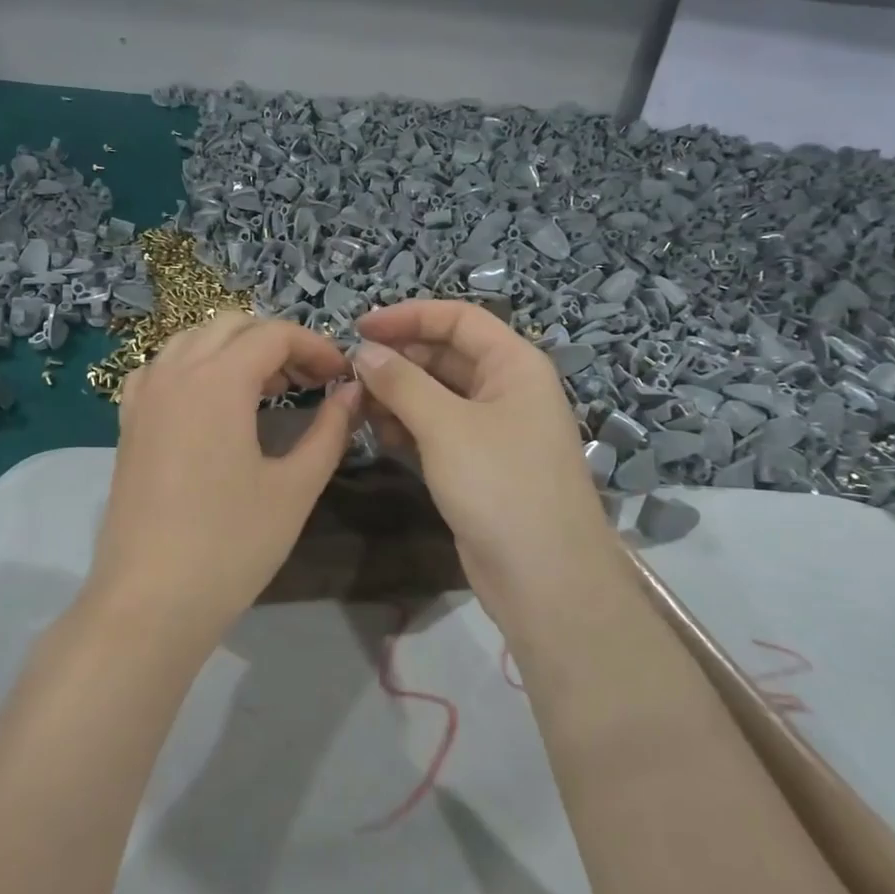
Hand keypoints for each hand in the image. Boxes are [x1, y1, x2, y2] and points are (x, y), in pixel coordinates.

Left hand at [85, 311, 360, 636]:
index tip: (341, 376)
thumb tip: (352, 392)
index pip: (273, 334)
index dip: (315, 346)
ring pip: (193, 340)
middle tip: (309, 381)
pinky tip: (212, 403)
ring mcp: (144, 396)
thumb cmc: (232, 544)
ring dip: (235, 350)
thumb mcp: (296, 487)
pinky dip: (194, 367)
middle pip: (231, 326)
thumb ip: (330, 430)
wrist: (150, 601)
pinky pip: (162, 369)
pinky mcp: (128, 423)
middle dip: (276, 342)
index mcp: (218, 380)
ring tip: (267, 390)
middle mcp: (175, 372)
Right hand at [353, 301, 626, 627]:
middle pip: (446, 356)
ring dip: (399, 395)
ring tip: (358, 406)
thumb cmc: (500, 485)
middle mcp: (507, 390)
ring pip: (438, 395)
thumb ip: (401, 383)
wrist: (544, 577)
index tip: (359, 327)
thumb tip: (364, 352)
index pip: (459, 320)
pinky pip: (438, 430)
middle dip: (399, 359)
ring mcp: (494, 430)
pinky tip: (379, 435)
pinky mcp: (478, 465)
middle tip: (350, 374)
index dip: (409, 316)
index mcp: (514, 365)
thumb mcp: (446, 426)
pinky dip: (409, 427)